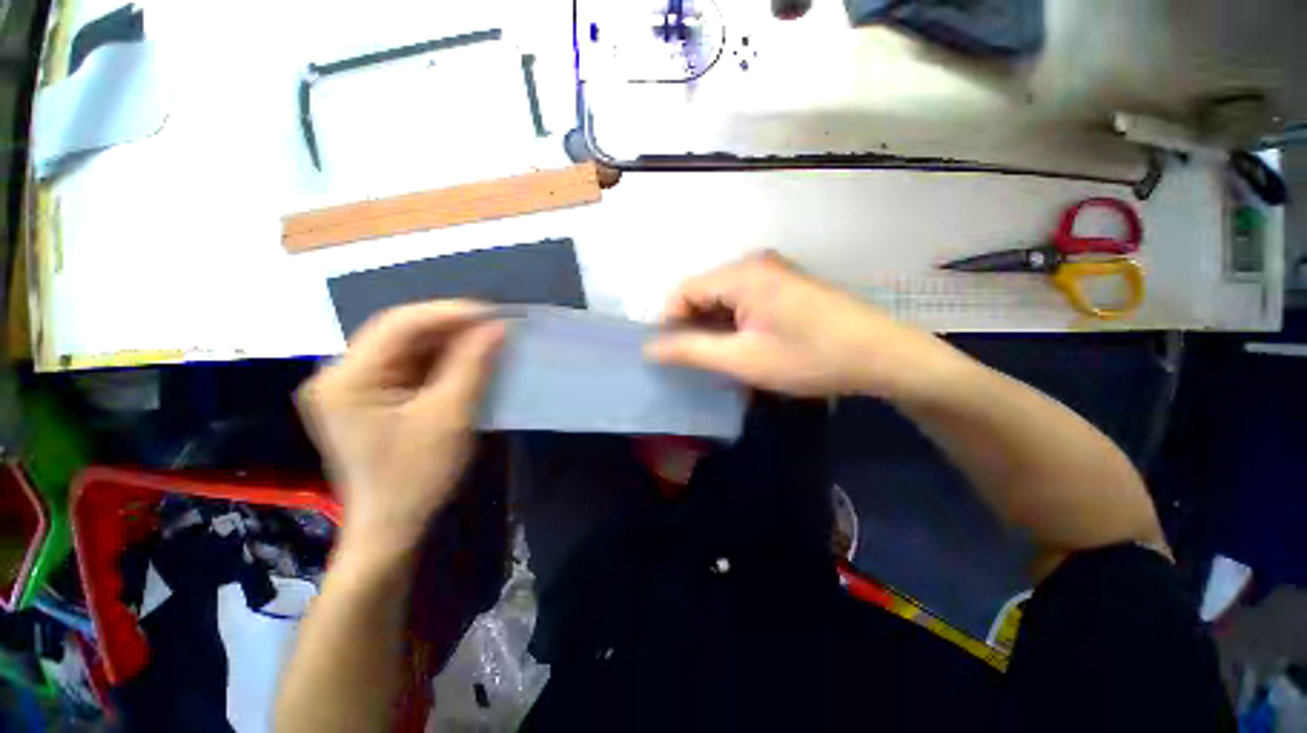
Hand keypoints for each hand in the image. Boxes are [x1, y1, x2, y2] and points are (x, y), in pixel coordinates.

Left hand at [297, 301, 504, 559]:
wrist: (392, 526)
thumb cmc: (417, 476)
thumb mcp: (450, 417)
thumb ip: (472, 365)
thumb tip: (497, 326)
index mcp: (347, 379)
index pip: (399, 325)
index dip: (449, 313)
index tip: (494, 314)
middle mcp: (340, 374)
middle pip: (399, 332)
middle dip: (450, 327)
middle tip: (494, 326)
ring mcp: (352, 386)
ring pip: (406, 347)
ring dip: (448, 342)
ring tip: (486, 340)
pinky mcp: (368, 397)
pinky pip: (407, 365)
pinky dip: (440, 360)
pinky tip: (466, 361)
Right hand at [646, 252, 964, 399]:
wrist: (882, 356)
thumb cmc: (810, 358)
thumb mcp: (743, 360)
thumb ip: (691, 351)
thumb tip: (650, 347)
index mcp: (741, 274)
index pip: (683, 291)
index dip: (668, 323)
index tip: (668, 356)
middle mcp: (754, 263)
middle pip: (702, 292)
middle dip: (692, 327)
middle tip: (693, 363)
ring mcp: (773, 272)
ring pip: (722, 298)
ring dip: (713, 327)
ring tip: (717, 359)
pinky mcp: (785, 285)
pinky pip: (743, 300)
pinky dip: (733, 323)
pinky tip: (742, 347)